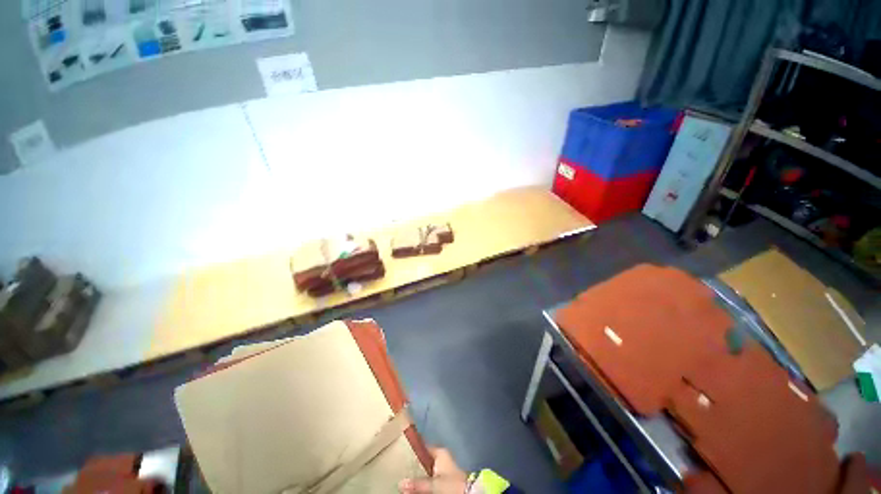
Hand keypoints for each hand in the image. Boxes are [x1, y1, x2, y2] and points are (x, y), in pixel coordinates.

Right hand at [398, 447, 468, 493]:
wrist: (469, 492)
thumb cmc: (452, 483)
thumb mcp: (434, 484)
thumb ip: (418, 484)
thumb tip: (400, 483)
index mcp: (439, 452)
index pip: (422, 445)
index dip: (412, 447)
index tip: (399, 449)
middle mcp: (440, 457)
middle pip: (423, 458)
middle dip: (412, 463)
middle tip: (399, 465)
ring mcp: (442, 468)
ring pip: (425, 468)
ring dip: (417, 473)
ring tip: (403, 475)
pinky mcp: (444, 478)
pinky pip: (429, 476)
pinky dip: (422, 479)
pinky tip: (414, 484)